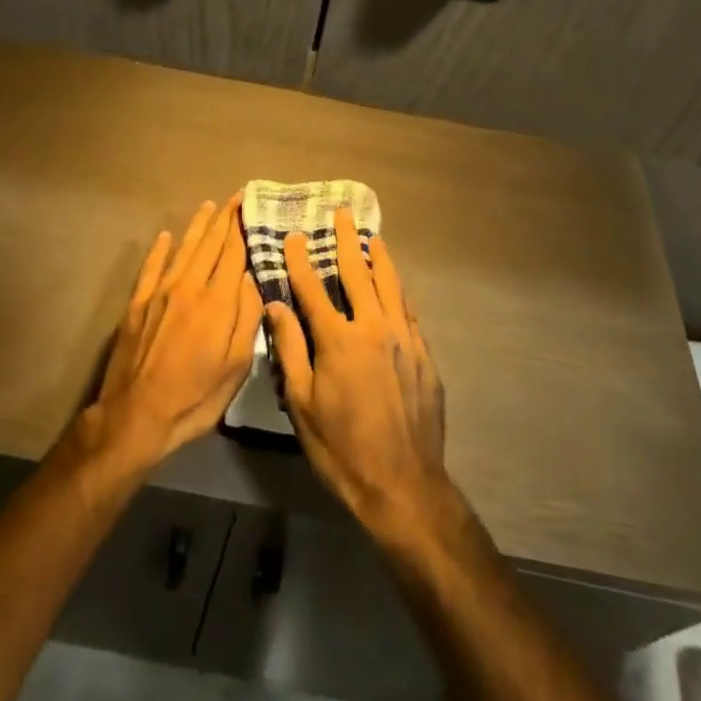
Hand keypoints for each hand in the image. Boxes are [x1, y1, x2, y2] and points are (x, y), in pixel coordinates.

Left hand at [85, 197, 262, 470]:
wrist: (136, 415)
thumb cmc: (194, 397)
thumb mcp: (235, 367)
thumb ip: (247, 319)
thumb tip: (252, 279)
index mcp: (216, 302)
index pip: (233, 254)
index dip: (241, 228)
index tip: (249, 206)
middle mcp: (189, 287)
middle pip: (209, 245)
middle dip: (223, 219)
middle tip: (234, 197)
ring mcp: (160, 292)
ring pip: (183, 249)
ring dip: (197, 226)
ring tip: (208, 206)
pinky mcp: (137, 303)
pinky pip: (151, 267)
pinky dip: (160, 249)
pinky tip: (166, 235)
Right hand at [264, 208, 447, 534]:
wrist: (403, 485)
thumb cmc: (341, 448)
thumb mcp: (302, 403)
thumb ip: (289, 349)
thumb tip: (275, 305)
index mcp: (340, 340)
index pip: (314, 288)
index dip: (300, 260)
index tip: (293, 236)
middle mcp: (375, 328)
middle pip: (359, 273)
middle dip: (347, 241)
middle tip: (342, 214)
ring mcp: (405, 340)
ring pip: (391, 285)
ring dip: (379, 258)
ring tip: (371, 237)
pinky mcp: (424, 355)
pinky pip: (408, 311)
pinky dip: (398, 290)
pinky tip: (394, 285)